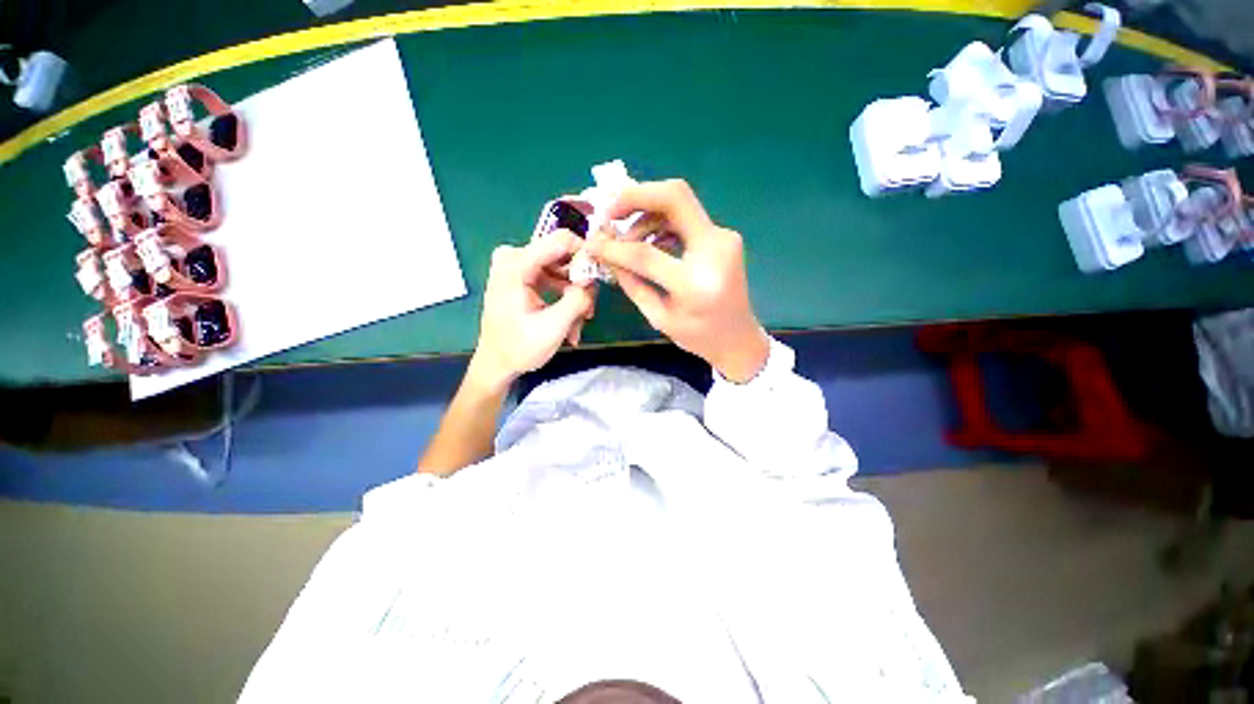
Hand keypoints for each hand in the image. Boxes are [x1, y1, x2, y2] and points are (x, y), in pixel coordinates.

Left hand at [469, 230, 594, 390]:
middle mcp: (515, 257)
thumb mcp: (553, 327)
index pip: (561, 240)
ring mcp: (519, 266)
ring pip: (564, 270)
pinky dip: (565, 299)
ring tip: (577, 325)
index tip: (599, 279)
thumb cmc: (519, 348)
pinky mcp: (524, 276)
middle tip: (587, 313)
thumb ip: (577, 299)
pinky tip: (569, 322)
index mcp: (515, 264)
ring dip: (574, 297)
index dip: (585, 255)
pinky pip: (555, 279)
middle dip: (580, 285)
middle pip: (564, 256)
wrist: (496, 364)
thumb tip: (592, 280)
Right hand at [586, 179, 768, 382]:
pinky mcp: (722, 235)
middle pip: (675, 197)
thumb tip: (606, 253)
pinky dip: (661, 221)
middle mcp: (716, 250)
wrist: (739, 338)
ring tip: (627, 239)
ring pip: (679, 202)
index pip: (647, 254)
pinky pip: (685, 217)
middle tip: (608, 212)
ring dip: (646, 212)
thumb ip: (632, 283)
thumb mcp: (659, 318)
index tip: (593, 242)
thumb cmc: (698, 337)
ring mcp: (724, 237)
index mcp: (696, 284)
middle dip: (635, 196)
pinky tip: (648, 240)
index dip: (615, 246)